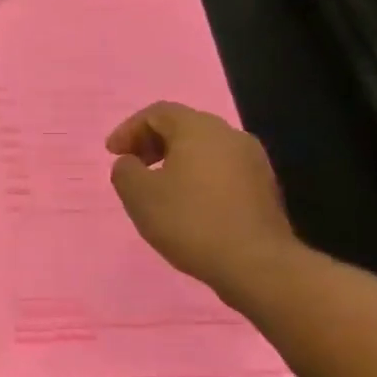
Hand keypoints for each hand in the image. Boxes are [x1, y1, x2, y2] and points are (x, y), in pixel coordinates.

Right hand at [106, 102, 303, 308]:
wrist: (256, 263)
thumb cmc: (190, 221)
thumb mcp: (139, 196)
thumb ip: (125, 171)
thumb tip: (130, 163)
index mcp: (199, 128)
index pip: (158, 113)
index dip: (129, 129)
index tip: (112, 154)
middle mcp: (230, 135)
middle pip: (184, 126)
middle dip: (152, 142)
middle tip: (133, 166)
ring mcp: (253, 161)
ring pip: (205, 149)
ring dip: (176, 161)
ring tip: (158, 188)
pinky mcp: (264, 187)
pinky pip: (222, 170)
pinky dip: (199, 177)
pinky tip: (189, 205)